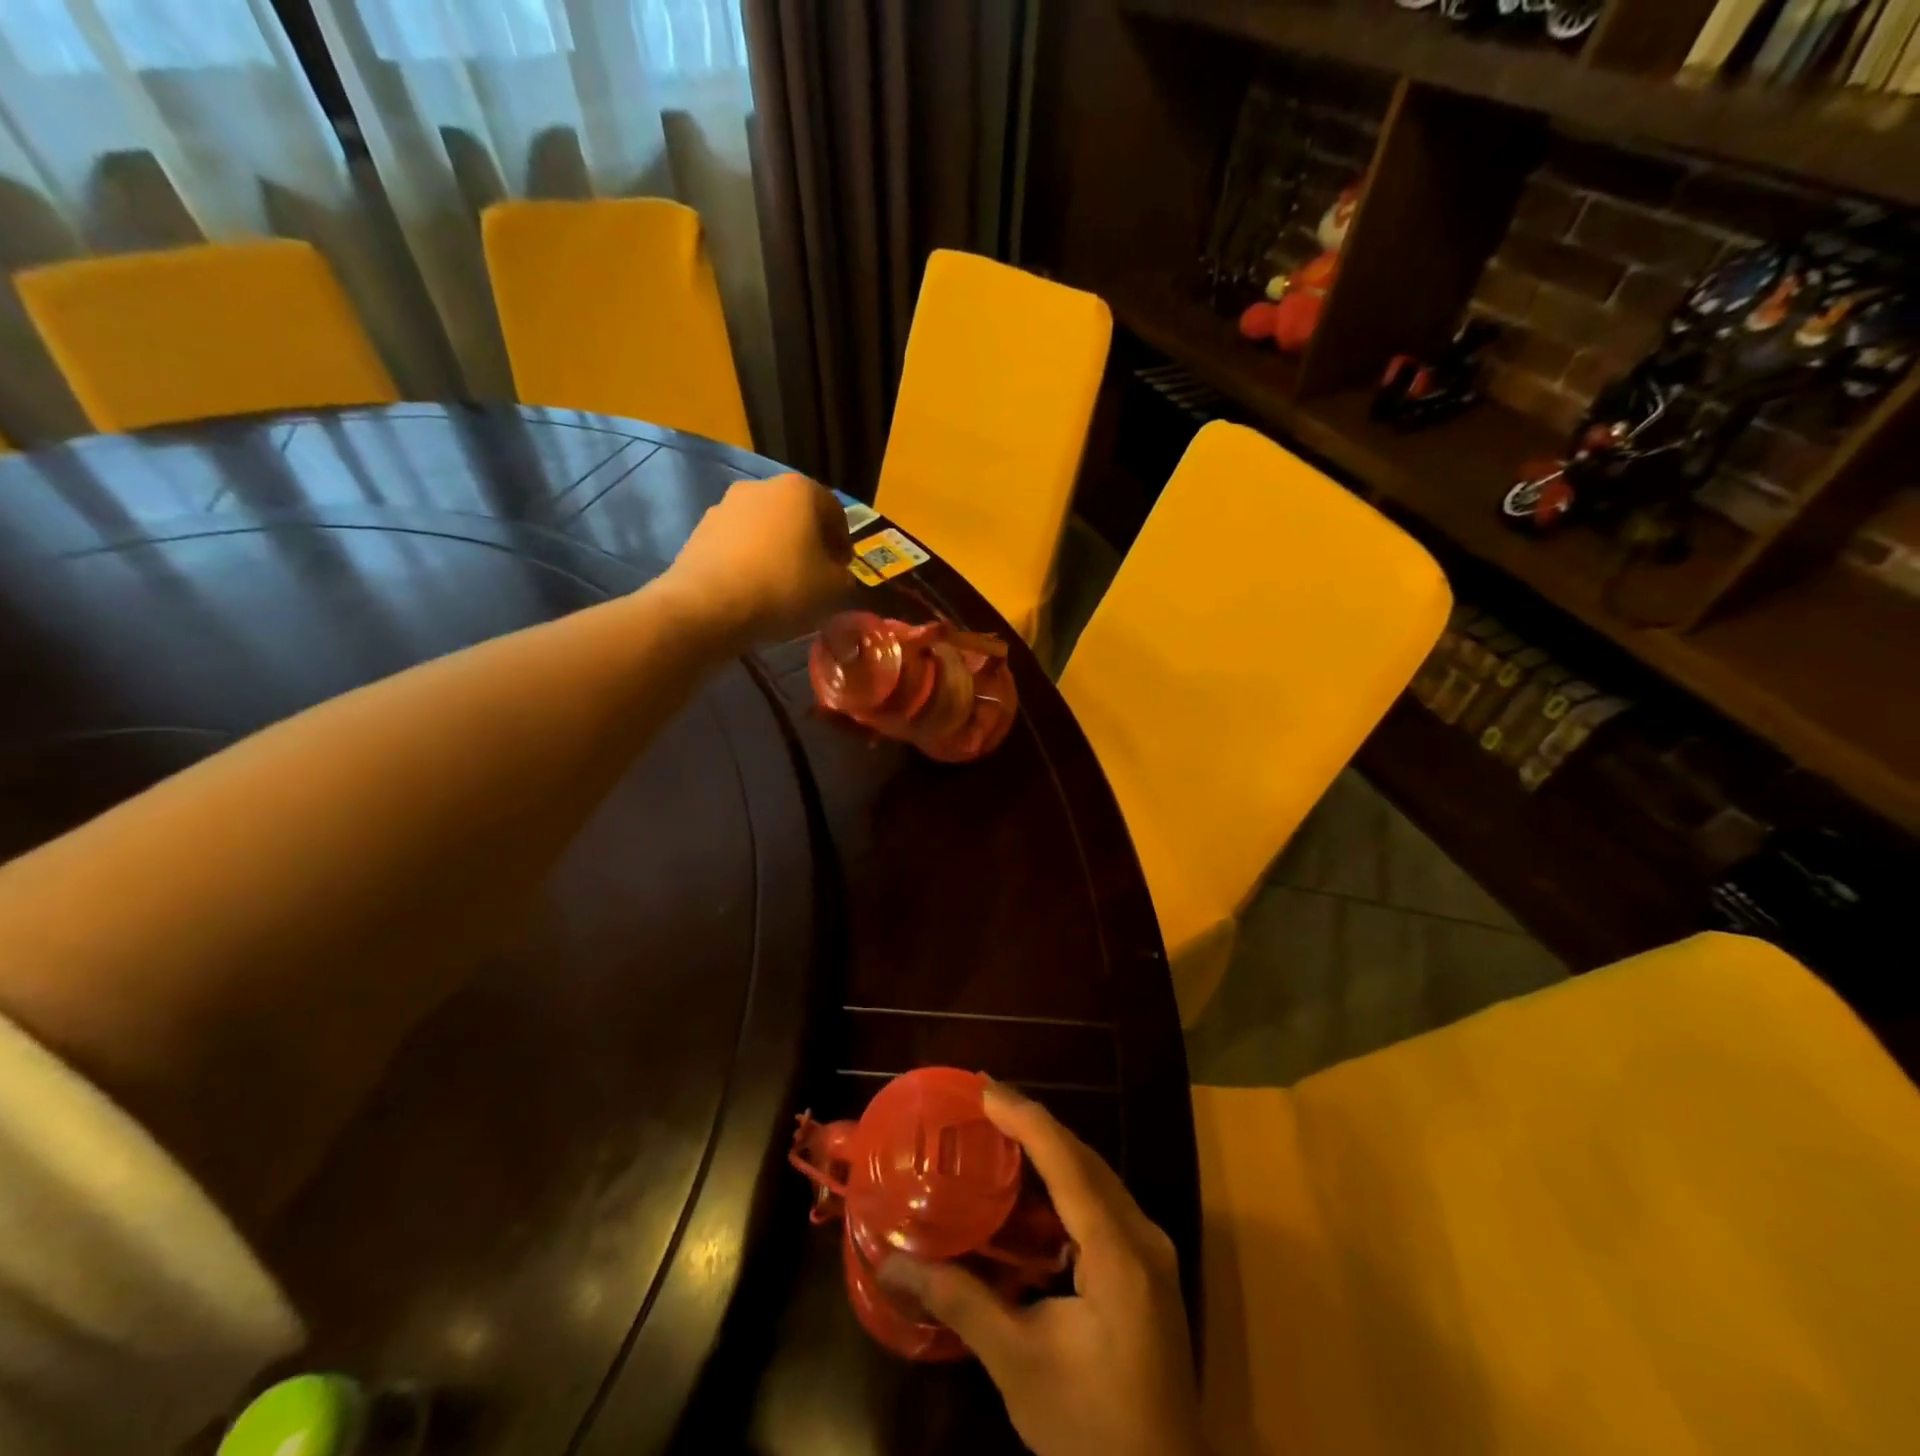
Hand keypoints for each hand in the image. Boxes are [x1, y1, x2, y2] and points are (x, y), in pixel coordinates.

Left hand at [662, 473, 852, 643]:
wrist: (709, 605)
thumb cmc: (783, 587)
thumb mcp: (833, 589)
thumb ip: (844, 577)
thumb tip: (837, 574)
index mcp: (800, 490)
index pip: (834, 512)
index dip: (843, 542)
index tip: (843, 569)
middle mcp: (761, 487)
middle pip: (796, 514)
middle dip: (808, 541)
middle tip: (816, 575)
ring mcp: (725, 506)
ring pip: (764, 527)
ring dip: (777, 549)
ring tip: (782, 584)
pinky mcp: (700, 530)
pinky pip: (738, 544)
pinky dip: (750, 560)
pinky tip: (753, 588)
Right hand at [882, 1082, 1203, 1455]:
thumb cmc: (1091, 1428)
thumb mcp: (1018, 1364)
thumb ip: (960, 1302)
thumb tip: (894, 1262)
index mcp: (1118, 1252)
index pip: (1066, 1161)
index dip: (1023, 1117)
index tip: (983, 1088)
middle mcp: (1142, 1235)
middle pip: (1084, 1158)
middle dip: (1033, 1122)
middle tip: (984, 1099)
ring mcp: (1151, 1250)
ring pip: (1096, 1176)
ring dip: (1050, 1148)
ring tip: (1002, 1126)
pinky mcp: (1147, 1267)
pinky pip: (1103, 1202)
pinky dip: (1066, 1181)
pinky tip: (1035, 1186)